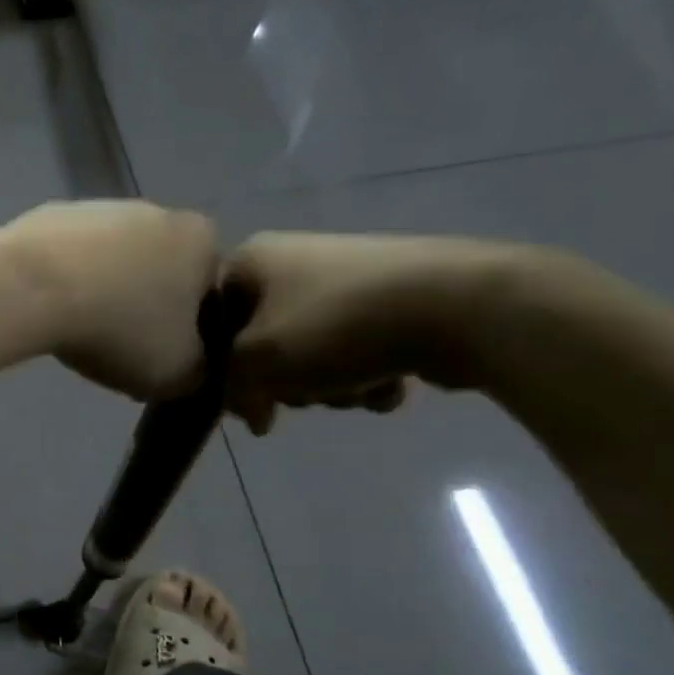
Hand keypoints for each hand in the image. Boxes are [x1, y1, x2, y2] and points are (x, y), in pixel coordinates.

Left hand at [2, 201, 221, 399]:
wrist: (31, 289)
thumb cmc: (120, 328)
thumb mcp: (179, 372)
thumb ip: (200, 370)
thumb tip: (192, 366)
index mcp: (201, 239)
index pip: (209, 293)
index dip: (190, 334)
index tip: (163, 360)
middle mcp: (156, 210)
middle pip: (159, 273)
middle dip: (143, 309)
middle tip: (119, 351)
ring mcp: (98, 208)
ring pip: (111, 265)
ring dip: (101, 295)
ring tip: (78, 335)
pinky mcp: (49, 216)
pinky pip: (67, 262)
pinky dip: (63, 285)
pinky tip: (48, 313)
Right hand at [222, 232, 514, 433]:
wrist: (461, 306)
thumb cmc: (337, 326)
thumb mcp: (257, 361)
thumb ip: (230, 387)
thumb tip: (251, 414)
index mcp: (254, 260)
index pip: (212, 320)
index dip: (220, 366)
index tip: (241, 398)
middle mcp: (294, 261)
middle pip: (262, 342)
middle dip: (284, 379)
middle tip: (302, 393)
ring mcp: (346, 280)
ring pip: (311, 353)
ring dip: (327, 385)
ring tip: (355, 389)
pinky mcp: (390, 301)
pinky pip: (357, 351)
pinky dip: (366, 375)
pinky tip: (389, 383)